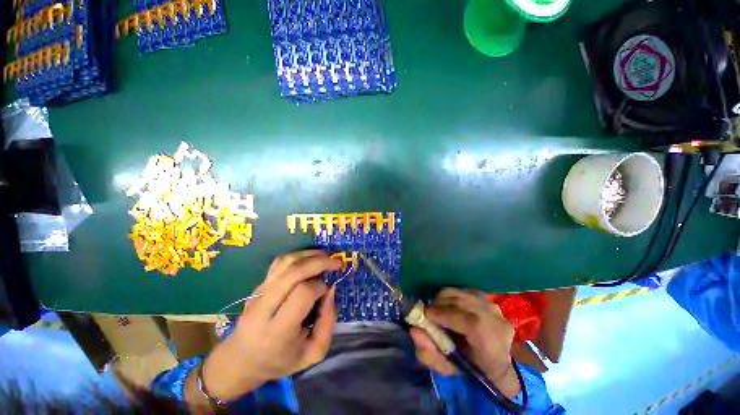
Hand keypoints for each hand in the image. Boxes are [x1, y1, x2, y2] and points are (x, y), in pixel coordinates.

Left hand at [199, 250, 340, 401]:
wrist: (241, 360)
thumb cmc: (280, 360)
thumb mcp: (313, 353)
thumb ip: (328, 322)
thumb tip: (331, 289)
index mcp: (277, 331)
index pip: (303, 294)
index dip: (321, 287)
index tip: (328, 290)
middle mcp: (264, 308)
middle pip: (294, 272)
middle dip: (319, 262)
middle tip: (336, 262)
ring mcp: (258, 293)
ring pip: (286, 262)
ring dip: (310, 254)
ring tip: (326, 256)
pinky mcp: (258, 285)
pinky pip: (279, 262)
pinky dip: (298, 255)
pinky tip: (310, 258)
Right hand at [409, 288, 519, 396]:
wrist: (495, 359)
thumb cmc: (470, 367)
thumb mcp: (447, 368)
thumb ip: (429, 354)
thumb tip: (414, 330)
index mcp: (492, 344)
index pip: (471, 323)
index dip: (445, 315)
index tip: (426, 314)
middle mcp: (496, 321)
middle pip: (462, 302)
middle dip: (439, 305)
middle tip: (428, 313)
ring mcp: (493, 306)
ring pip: (460, 293)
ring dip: (443, 300)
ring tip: (438, 310)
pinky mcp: (487, 297)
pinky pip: (462, 290)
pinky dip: (451, 296)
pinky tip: (449, 307)